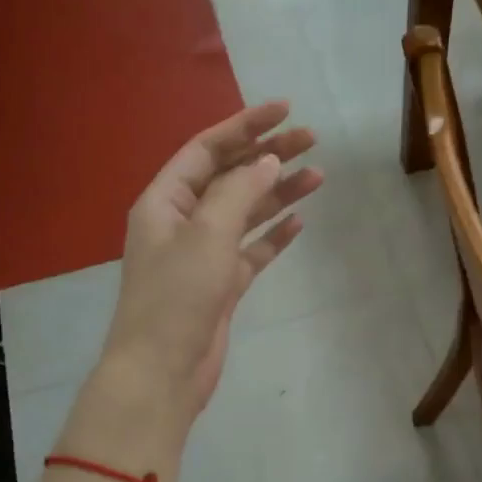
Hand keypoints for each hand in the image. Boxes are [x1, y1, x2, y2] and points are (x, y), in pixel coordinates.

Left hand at [98, 102, 322, 423]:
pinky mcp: (221, 285)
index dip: (245, 126)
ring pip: (245, 213)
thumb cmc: (177, 296)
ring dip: (278, 194)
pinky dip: (273, 236)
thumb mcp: (207, 234)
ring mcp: (203, 255)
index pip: (207, 149)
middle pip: (230, 177)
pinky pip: (251, 251)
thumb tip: (268, 160)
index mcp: (165, 201)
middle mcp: (182, 222)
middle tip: (312, 141)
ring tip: (319, 176)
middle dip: (268, 156)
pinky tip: (299, 223)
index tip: (285, 110)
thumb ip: (239, 192)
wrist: (163, 371)